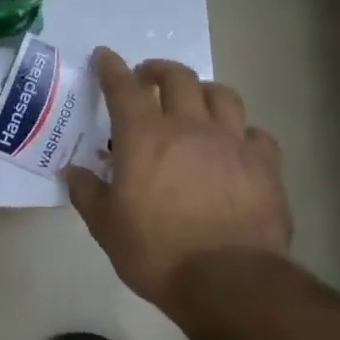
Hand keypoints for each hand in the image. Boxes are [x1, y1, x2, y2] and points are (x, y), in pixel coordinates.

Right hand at [65, 49, 292, 310]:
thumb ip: (88, 193)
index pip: (124, 88)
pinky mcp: (265, 165)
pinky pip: (255, 133)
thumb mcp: (106, 227)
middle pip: (178, 78)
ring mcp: (232, 143)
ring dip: (202, 90)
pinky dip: (240, 131)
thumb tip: (74, 172)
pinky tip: (234, 145)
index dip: (111, 68)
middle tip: (146, 77)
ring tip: (194, 101)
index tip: (104, 57)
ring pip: (221, 95)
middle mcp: (189, 128)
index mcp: (144, 138)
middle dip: (158, 70)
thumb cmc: (156, 252)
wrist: (228, 282)